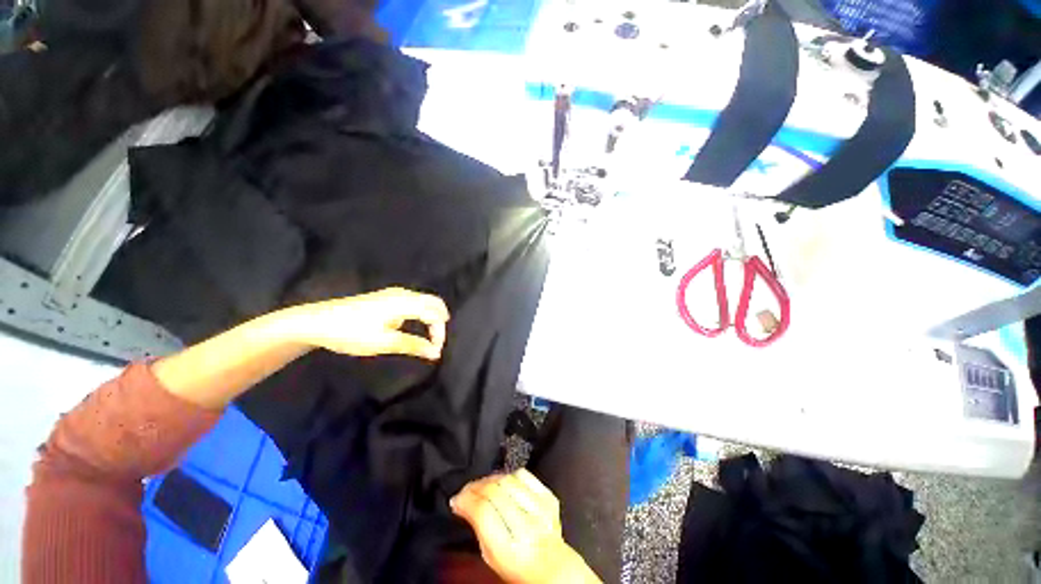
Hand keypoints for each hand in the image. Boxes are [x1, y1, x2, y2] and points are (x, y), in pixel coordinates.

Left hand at [287, 288, 448, 359]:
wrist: (315, 322)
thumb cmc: (351, 332)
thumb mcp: (383, 342)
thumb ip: (413, 345)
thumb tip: (436, 352)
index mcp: (404, 302)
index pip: (434, 313)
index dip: (440, 332)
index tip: (435, 351)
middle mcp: (402, 294)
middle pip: (433, 302)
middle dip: (439, 322)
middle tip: (436, 343)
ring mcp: (393, 294)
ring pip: (424, 302)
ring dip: (431, 318)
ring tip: (429, 337)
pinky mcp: (386, 298)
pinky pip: (414, 303)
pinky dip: (421, 314)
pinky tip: (414, 327)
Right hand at [451, 469, 600, 583]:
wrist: (551, 566)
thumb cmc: (517, 565)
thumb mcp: (490, 556)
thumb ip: (477, 529)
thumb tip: (461, 503)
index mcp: (509, 549)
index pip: (483, 511)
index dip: (466, 500)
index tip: (457, 499)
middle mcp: (527, 527)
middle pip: (494, 491)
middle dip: (475, 486)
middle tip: (467, 490)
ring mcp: (540, 509)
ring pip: (507, 479)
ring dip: (490, 479)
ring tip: (482, 485)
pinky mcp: (548, 497)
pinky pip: (524, 474)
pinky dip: (509, 475)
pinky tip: (503, 482)